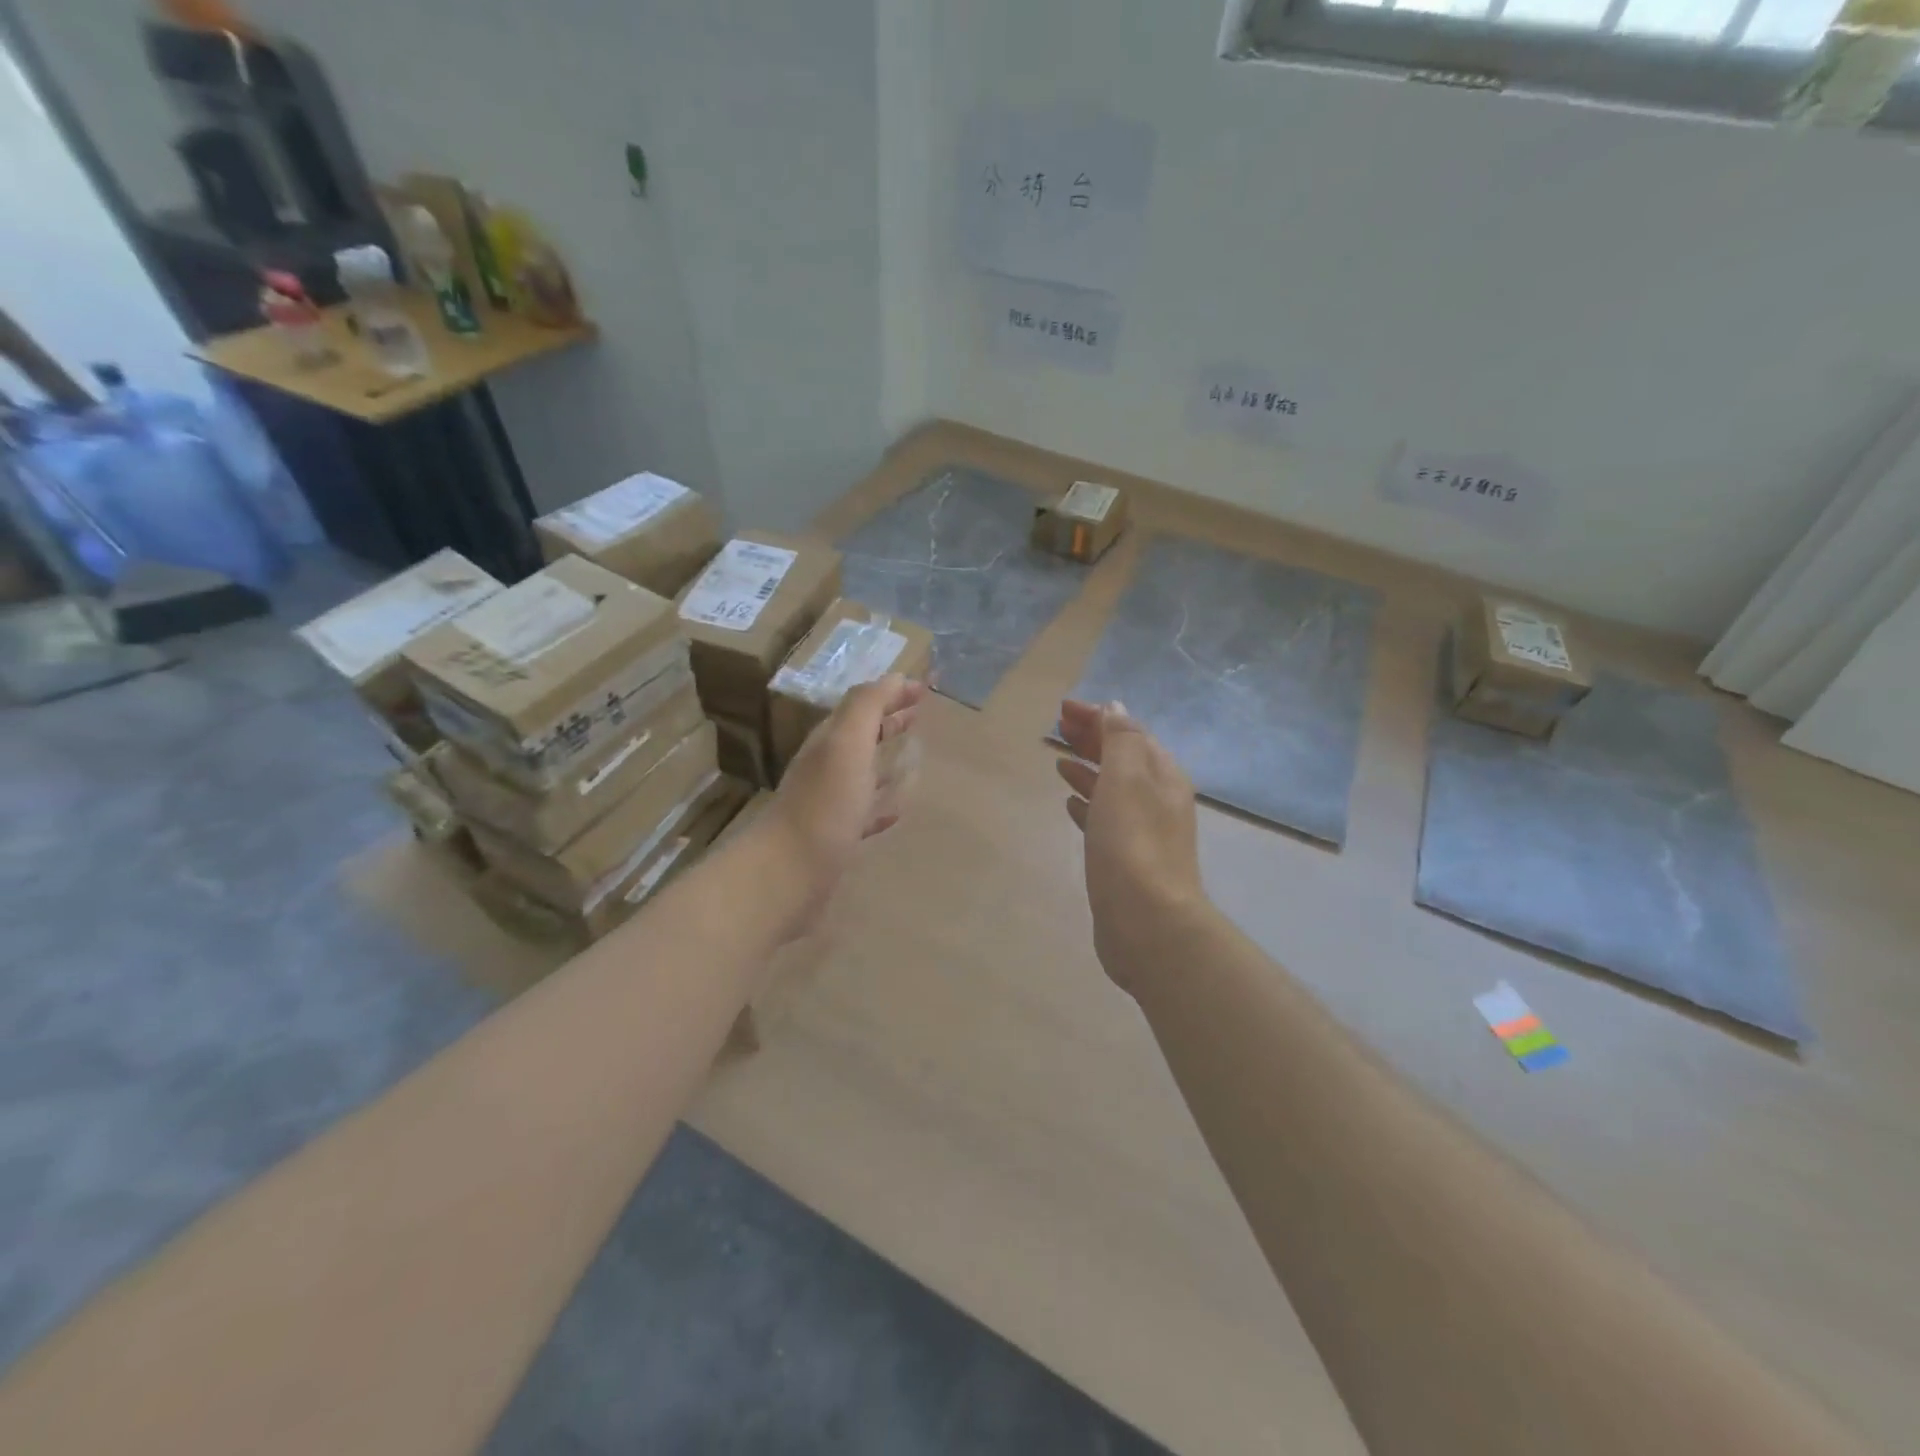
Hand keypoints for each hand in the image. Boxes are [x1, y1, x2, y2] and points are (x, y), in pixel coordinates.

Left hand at [763, 673, 926, 933]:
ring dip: (886, 759)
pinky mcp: (836, 838)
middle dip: (888, 721)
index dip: (891, 693)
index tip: (924, 688)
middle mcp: (827, 767)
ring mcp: (830, 804)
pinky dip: (882, 804)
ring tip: (914, 755)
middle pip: (861, 735)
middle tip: (919, 714)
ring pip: (863, 772)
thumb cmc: (824, 805)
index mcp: (830, 741)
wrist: (788, 874)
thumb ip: (866, 707)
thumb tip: (893, 677)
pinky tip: (897, 810)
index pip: (863, 705)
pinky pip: (865, 813)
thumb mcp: (846, 744)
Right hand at [1055, 700, 1206, 991]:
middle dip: (1092, 738)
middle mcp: (1158, 798)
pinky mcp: (1126, 859)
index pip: (1129, 731)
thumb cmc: (1132, 842)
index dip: (1098, 716)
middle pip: (1122, 757)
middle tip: (1058, 728)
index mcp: (1162, 775)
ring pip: (1112, 788)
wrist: (1147, 921)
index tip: (1063, 709)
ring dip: (1088, 769)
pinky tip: (1069, 804)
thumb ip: (1121, 739)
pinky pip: (1105, 818)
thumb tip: (1115, 709)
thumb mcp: (1126, 778)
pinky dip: (1088, 803)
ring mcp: (1144, 831)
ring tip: (1059, 761)